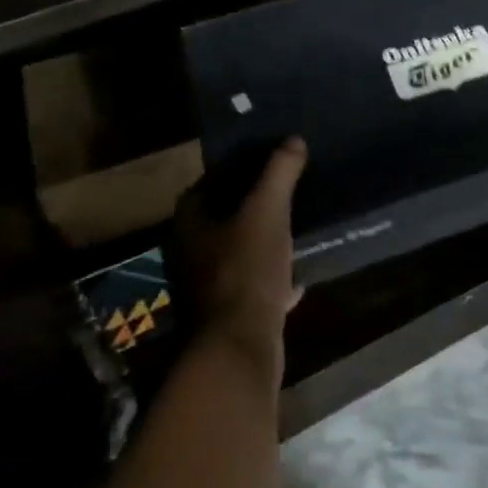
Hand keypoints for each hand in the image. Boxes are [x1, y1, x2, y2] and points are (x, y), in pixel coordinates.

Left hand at [168, 137, 308, 379]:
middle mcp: (190, 254)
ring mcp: (206, 288)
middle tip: (282, 193)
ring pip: (236, 255)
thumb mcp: (268, 212)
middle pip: (220, 220)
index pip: (206, 185)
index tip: (264, 162)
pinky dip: (272, 281)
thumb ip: (279, 173)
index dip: (233, 170)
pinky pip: (251, 287)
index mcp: (190, 224)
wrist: (239, 347)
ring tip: (293, 230)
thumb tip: (293, 140)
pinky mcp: (226, 316)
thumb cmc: (246, 270)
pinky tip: (298, 280)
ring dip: (261, 243)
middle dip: (250, 207)